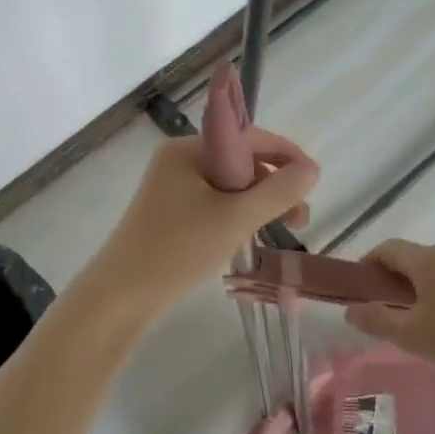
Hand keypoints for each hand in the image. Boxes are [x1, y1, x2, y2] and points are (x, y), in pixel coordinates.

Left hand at [86, 131, 317, 316]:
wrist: (121, 296)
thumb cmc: (178, 249)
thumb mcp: (236, 218)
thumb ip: (279, 191)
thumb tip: (312, 169)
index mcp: (188, 149)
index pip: (248, 137)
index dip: (285, 155)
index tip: (312, 182)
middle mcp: (179, 161)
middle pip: (240, 161)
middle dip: (274, 184)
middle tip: (299, 218)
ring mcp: (172, 188)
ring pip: (230, 186)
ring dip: (259, 203)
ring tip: (282, 230)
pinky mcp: (171, 214)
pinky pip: (214, 204)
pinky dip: (238, 215)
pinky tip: (250, 236)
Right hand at [343, 239, 434, 378]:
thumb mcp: (411, 335)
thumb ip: (377, 320)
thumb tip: (351, 308)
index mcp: (425, 261)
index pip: (385, 248)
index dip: (366, 266)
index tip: (359, 292)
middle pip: (410, 260)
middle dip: (391, 282)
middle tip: (384, 314)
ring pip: (434, 274)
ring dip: (417, 292)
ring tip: (416, 326)